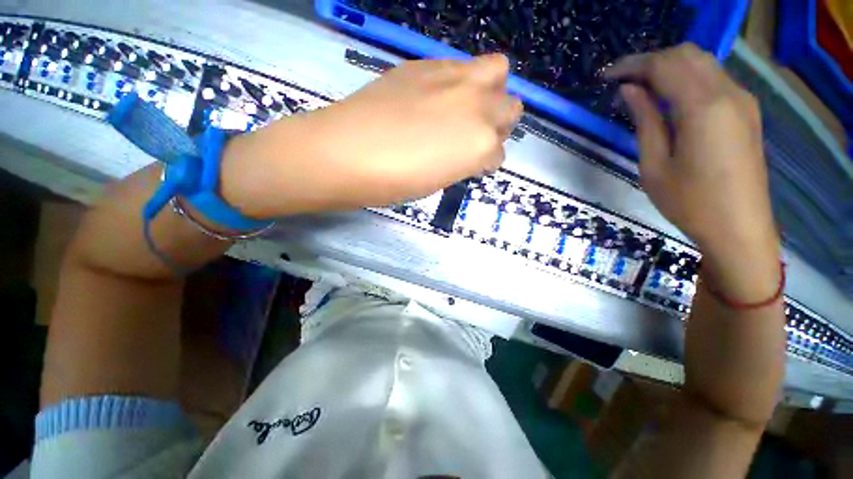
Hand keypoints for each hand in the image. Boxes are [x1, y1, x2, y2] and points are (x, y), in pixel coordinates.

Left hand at [220, 54, 522, 217]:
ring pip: (497, 72)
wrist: (347, 153)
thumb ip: (463, 162)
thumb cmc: (394, 182)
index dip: (486, 161)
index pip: (499, 153)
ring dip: (489, 93)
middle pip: (511, 108)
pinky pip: (460, 66)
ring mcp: (453, 78)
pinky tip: (436, 97)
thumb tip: (469, 152)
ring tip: (463, 109)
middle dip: (498, 123)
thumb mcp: (439, 181)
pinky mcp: (425, 64)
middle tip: (473, 135)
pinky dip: (459, 82)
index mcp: (480, 145)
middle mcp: (477, 107)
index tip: (471, 164)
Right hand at [607, 44, 779, 298]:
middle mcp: (728, 93)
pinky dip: (687, 77)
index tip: (607, 77)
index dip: (632, 66)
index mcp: (703, 108)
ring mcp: (742, 100)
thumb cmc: (689, 203)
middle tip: (622, 81)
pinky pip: (714, 78)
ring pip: (702, 62)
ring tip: (641, 87)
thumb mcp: (653, 165)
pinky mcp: (746, 110)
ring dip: (669, 67)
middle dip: (650, 61)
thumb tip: (629, 90)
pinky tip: (669, 96)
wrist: (740, 227)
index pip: (664, 65)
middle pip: (686, 54)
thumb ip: (645, 121)